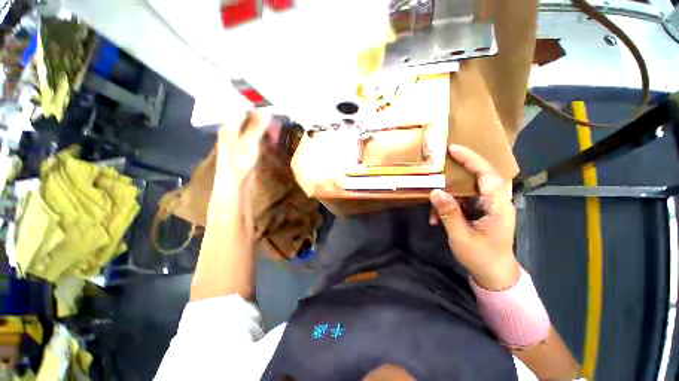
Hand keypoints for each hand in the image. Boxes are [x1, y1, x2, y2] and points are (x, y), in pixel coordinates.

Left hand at [213, 111, 271, 194]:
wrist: (235, 183)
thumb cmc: (238, 161)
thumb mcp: (249, 142)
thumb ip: (257, 126)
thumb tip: (267, 111)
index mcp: (230, 126)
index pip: (244, 110)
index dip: (258, 109)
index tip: (273, 109)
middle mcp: (235, 131)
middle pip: (251, 120)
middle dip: (265, 120)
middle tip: (279, 121)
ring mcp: (242, 141)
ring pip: (256, 130)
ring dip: (267, 130)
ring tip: (278, 131)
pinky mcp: (249, 150)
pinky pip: (259, 140)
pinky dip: (266, 139)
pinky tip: (274, 140)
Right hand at [429, 144, 519, 290]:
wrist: (494, 276)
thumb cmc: (481, 257)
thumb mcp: (461, 236)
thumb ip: (449, 213)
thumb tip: (435, 192)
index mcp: (498, 206)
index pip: (487, 175)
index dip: (471, 159)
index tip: (453, 149)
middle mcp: (496, 202)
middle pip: (479, 177)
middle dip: (460, 169)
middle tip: (440, 164)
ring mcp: (489, 207)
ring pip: (467, 191)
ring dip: (448, 197)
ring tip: (433, 211)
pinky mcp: (481, 212)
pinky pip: (463, 202)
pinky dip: (449, 206)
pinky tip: (437, 218)